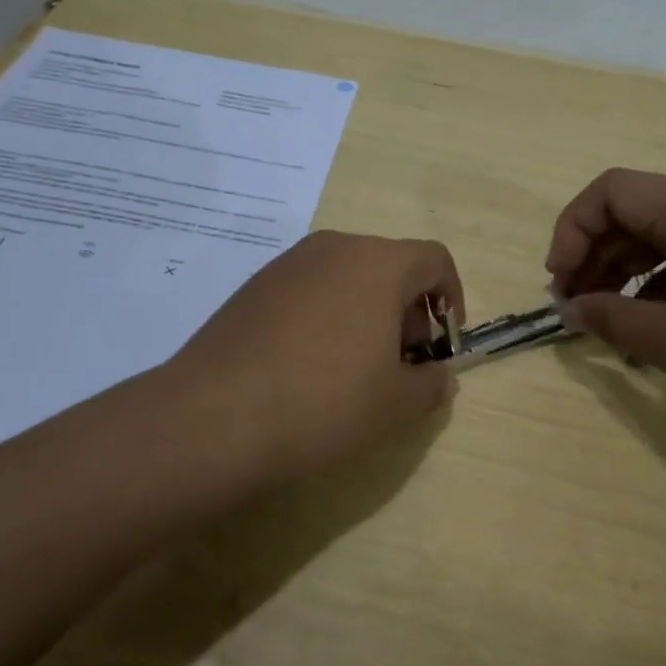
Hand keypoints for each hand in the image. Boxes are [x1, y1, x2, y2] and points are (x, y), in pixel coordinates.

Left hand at [163, 230, 463, 480]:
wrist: (214, 417)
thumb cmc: (324, 402)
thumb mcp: (396, 404)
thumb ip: (432, 384)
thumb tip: (438, 376)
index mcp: (377, 263)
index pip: (434, 260)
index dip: (451, 299)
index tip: (441, 344)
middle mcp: (334, 248)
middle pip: (390, 266)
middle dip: (407, 311)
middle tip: (401, 364)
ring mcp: (287, 264)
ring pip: (347, 277)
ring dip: (367, 313)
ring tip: (355, 369)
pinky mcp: (253, 286)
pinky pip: (309, 290)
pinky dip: (327, 316)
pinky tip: (309, 366)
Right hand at [545, 169, 665, 458]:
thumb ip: (611, 320)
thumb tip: (570, 309)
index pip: (612, 191)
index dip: (572, 230)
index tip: (560, 282)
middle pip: (640, 210)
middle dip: (597, 254)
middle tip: (578, 307)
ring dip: (631, 270)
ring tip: (615, 320)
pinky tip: (664, 322)